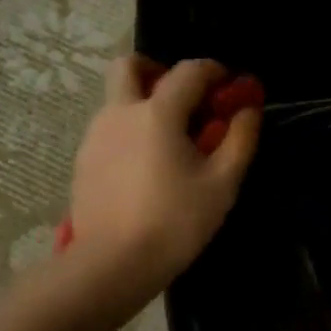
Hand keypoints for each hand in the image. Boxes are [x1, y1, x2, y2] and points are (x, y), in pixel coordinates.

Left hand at [69, 55, 261, 293]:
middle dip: (156, 71)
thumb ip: (239, 139)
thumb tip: (248, 109)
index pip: (188, 71)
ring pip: (115, 100)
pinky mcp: (82, 163)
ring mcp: (94, 137)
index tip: (227, 87)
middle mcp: (119, 113)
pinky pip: (106, 131)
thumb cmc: (175, 223)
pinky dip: (127, 133)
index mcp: (157, 113)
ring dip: (141, 104)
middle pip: (129, 66)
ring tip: (166, 143)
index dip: (213, 72)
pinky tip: (142, 169)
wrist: (113, 263)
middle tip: (180, 99)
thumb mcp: (221, 184)